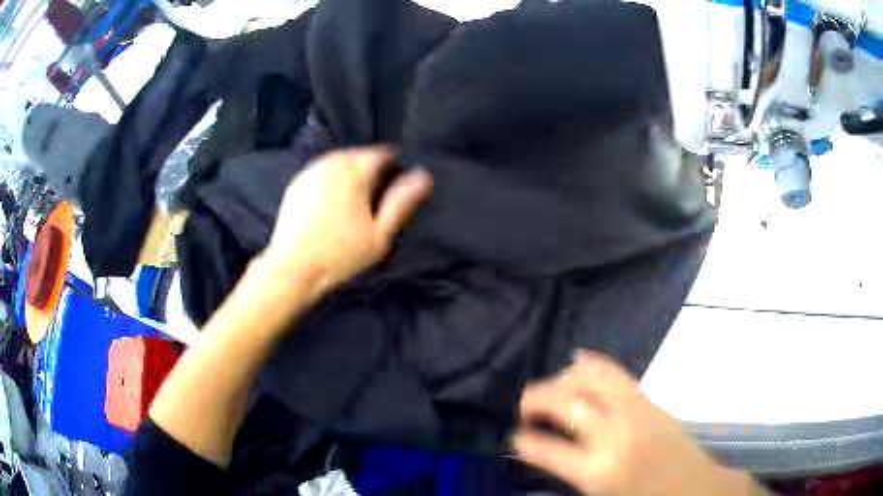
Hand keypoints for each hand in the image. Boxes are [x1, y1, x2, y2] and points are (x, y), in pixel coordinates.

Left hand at [262, 146, 432, 297]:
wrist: (292, 268)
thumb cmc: (340, 255)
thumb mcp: (380, 234)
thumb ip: (402, 202)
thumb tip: (424, 175)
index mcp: (354, 170)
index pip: (385, 153)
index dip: (397, 167)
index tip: (398, 190)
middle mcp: (331, 162)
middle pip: (362, 156)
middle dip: (374, 171)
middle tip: (378, 202)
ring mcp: (310, 171)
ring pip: (341, 163)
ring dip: (353, 175)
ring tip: (356, 205)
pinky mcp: (297, 183)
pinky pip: (323, 173)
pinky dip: (333, 182)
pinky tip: (332, 207)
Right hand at [514, 352, 757, 495]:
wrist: (691, 487)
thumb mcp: (599, 494)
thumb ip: (569, 470)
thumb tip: (540, 448)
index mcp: (598, 471)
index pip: (545, 449)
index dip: (523, 441)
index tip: (515, 438)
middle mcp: (613, 435)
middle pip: (564, 404)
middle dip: (533, 401)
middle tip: (525, 411)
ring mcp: (634, 411)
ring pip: (588, 379)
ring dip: (561, 381)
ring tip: (550, 391)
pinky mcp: (648, 400)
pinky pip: (615, 373)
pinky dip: (592, 364)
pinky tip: (577, 360)